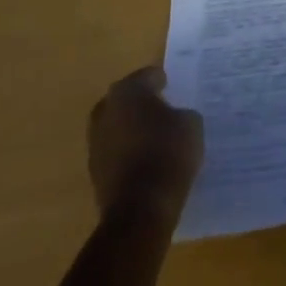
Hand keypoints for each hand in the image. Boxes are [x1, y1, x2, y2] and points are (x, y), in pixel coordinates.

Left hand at [87, 66, 203, 223]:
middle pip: (125, 100)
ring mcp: (96, 143)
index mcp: (128, 91)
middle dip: (140, 103)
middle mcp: (106, 111)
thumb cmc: (168, 153)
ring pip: (117, 127)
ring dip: (132, 129)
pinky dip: (128, 152)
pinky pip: (115, 152)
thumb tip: (175, 118)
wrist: (141, 209)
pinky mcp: (94, 173)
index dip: (161, 81)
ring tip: (154, 136)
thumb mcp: (191, 123)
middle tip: (161, 109)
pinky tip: (146, 159)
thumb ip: (181, 112)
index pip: (146, 76)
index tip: (172, 86)